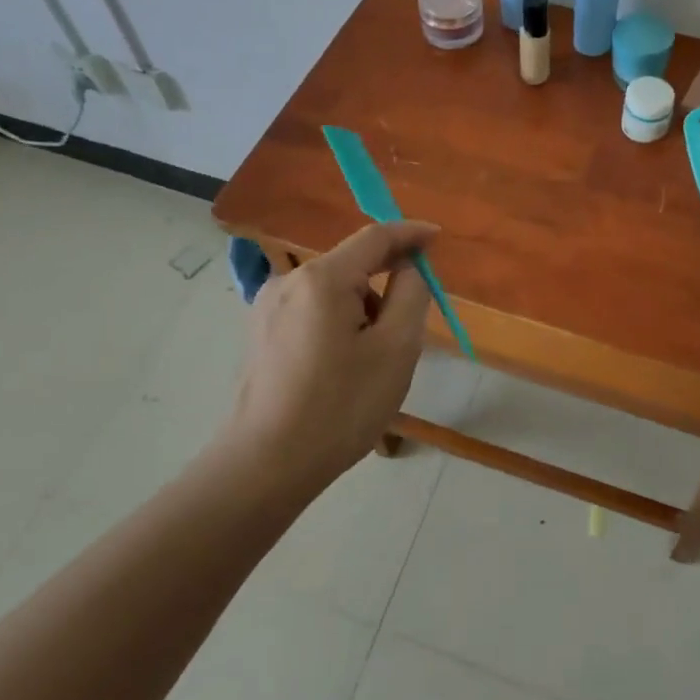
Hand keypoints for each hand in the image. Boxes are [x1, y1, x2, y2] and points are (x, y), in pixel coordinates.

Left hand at [218, 220, 438, 493]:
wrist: (265, 466)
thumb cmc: (340, 406)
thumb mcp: (396, 349)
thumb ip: (410, 294)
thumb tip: (407, 268)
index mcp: (323, 279)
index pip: (375, 237)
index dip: (410, 233)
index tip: (438, 238)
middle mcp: (290, 281)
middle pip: (352, 264)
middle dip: (386, 282)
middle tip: (411, 321)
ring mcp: (268, 307)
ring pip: (333, 290)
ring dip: (362, 307)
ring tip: (374, 359)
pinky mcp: (260, 332)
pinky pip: (312, 310)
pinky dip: (338, 322)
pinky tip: (343, 366)